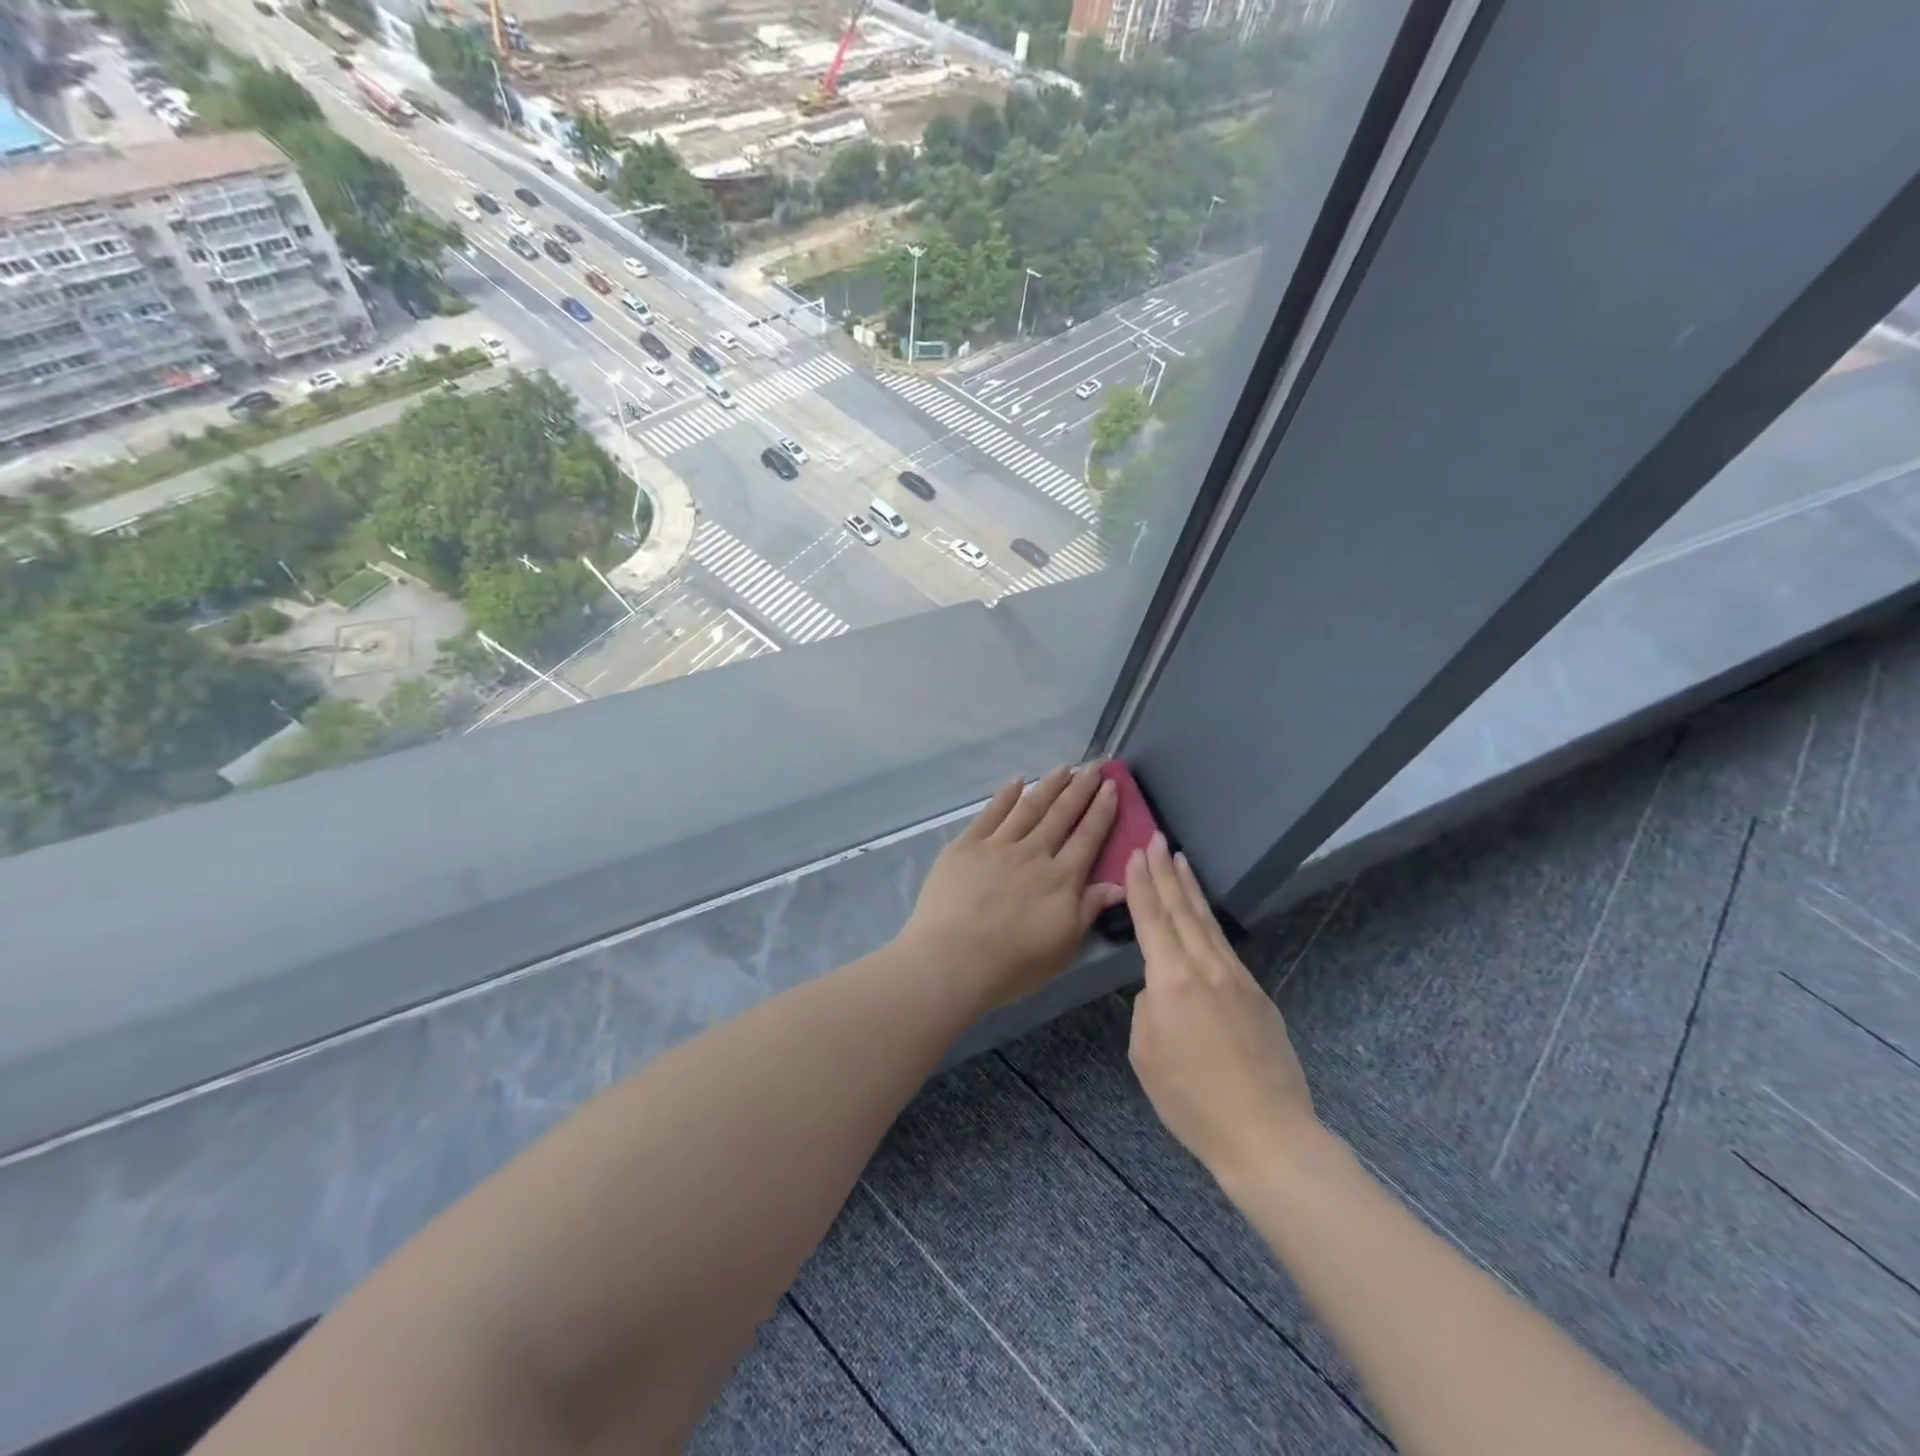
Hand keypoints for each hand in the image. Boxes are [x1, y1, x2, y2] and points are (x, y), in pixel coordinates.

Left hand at [900, 765, 1125, 1013]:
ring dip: (1048, 785)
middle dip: (1081, 787)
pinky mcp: (966, 845)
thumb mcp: (1063, 947)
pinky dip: (1005, 795)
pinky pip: (990, 813)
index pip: (1088, 837)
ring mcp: (998, 845)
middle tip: (1095, 764)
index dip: (1102, 810)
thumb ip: (1088, 910)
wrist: (953, 959)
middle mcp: (1034, 853)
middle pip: (1061, 814)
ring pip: (1029, 807)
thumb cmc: (1013, 963)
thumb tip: (1119, 884)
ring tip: (1064, 767)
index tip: (1112, 786)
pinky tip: (1016, 780)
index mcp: (1061, 879)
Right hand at [1126, 832, 1319, 1186]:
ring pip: (1208, 923)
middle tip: (1157, 839)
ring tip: (1181, 860)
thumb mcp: (1145, 1053)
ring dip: (1191, 889)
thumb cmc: (1192, 1100)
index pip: (1152, 919)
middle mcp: (1205, 968)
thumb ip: (1147, 1009)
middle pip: (1181, 910)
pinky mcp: (1258, 995)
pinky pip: (1225, 948)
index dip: (1141, 885)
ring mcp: (1236, 979)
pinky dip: (1210, 923)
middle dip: (1165, 873)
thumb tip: (1161, 991)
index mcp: (1171, 980)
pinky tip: (1205, 917)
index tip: (1136, 853)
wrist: (1266, 1133)